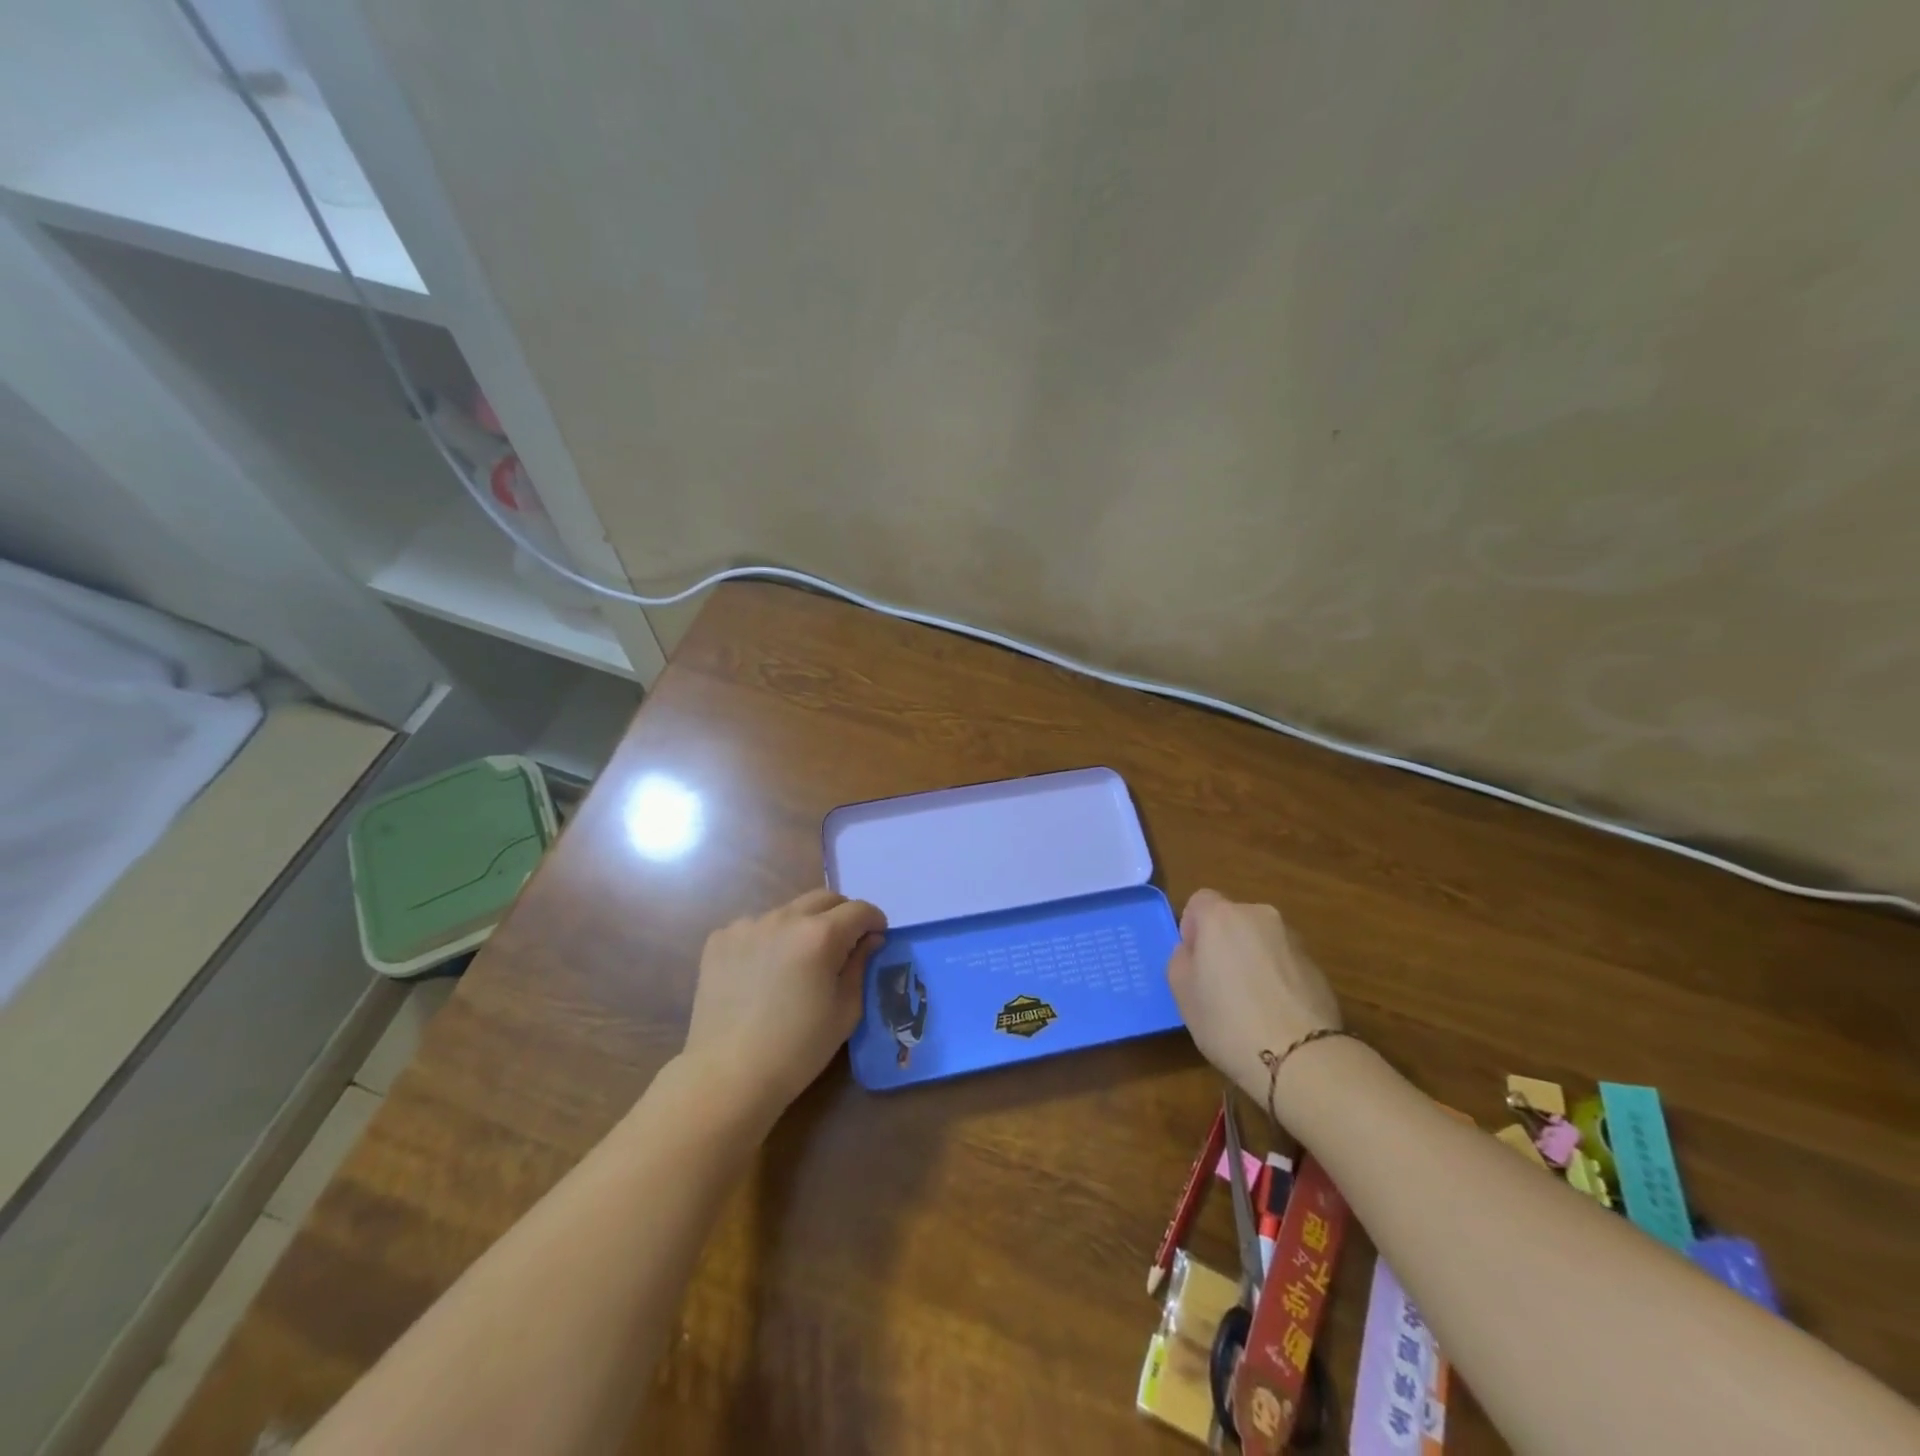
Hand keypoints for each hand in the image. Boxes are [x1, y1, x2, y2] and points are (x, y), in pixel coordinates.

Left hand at [681, 888, 886, 1123]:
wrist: (728, 1075)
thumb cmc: (798, 1049)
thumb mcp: (845, 1011)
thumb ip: (861, 965)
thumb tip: (869, 940)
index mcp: (821, 935)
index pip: (859, 910)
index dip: (874, 921)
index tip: (876, 938)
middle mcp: (785, 918)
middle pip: (824, 898)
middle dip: (842, 915)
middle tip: (844, 944)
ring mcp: (748, 925)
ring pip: (788, 911)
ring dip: (803, 926)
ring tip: (798, 961)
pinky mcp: (720, 939)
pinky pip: (755, 927)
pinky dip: (768, 940)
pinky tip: (763, 973)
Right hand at [1166, 890, 1342, 1114]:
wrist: (1301, 1058)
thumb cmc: (1227, 1020)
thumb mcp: (1181, 991)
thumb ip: (1182, 959)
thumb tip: (1196, 953)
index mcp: (1222, 916)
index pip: (1199, 901)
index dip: (1192, 928)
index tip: (1194, 962)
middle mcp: (1260, 916)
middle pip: (1233, 920)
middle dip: (1224, 943)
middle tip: (1218, 984)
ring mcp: (1294, 940)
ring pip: (1261, 941)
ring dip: (1253, 959)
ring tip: (1252, 1004)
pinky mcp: (1319, 967)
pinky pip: (1285, 963)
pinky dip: (1277, 978)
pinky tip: (1276, 1014)